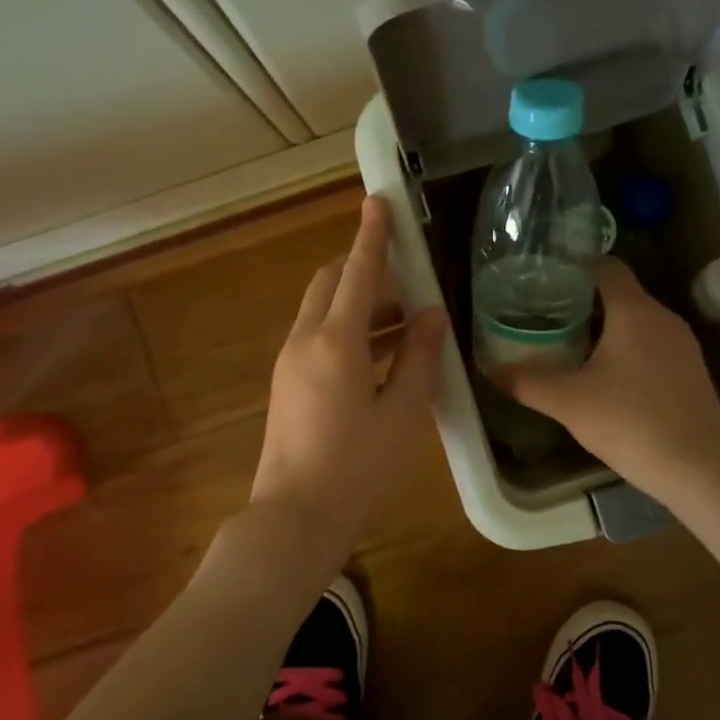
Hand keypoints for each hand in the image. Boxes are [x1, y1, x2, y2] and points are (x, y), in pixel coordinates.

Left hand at [247, 196, 447, 568]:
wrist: (295, 518)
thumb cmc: (358, 468)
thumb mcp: (403, 412)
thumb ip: (420, 357)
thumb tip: (432, 314)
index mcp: (335, 342)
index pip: (357, 272)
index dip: (372, 236)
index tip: (379, 202)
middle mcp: (305, 341)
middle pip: (329, 283)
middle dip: (362, 268)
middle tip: (406, 278)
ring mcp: (289, 362)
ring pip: (322, 311)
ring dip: (358, 303)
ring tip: (406, 321)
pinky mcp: (286, 384)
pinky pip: (317, 337)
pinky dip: (346, 329)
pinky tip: (380, 355)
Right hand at [511, 258, 719, 503]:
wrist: (700, 466)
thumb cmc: (631, 421)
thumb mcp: (569, 403)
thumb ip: (527, 383)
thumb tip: (491, 370)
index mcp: (633, 311)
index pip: (606, 266)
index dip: (575, 267)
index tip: (545, 281)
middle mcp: (662, 317)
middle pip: (620, 294)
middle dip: (583, 302)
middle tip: (546, 317)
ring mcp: (681, 344)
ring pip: (637, 322)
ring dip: (606, 328)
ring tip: (570, 345)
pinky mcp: (690, 370)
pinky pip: (652, 345)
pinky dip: (627, 350)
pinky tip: (607, 378)